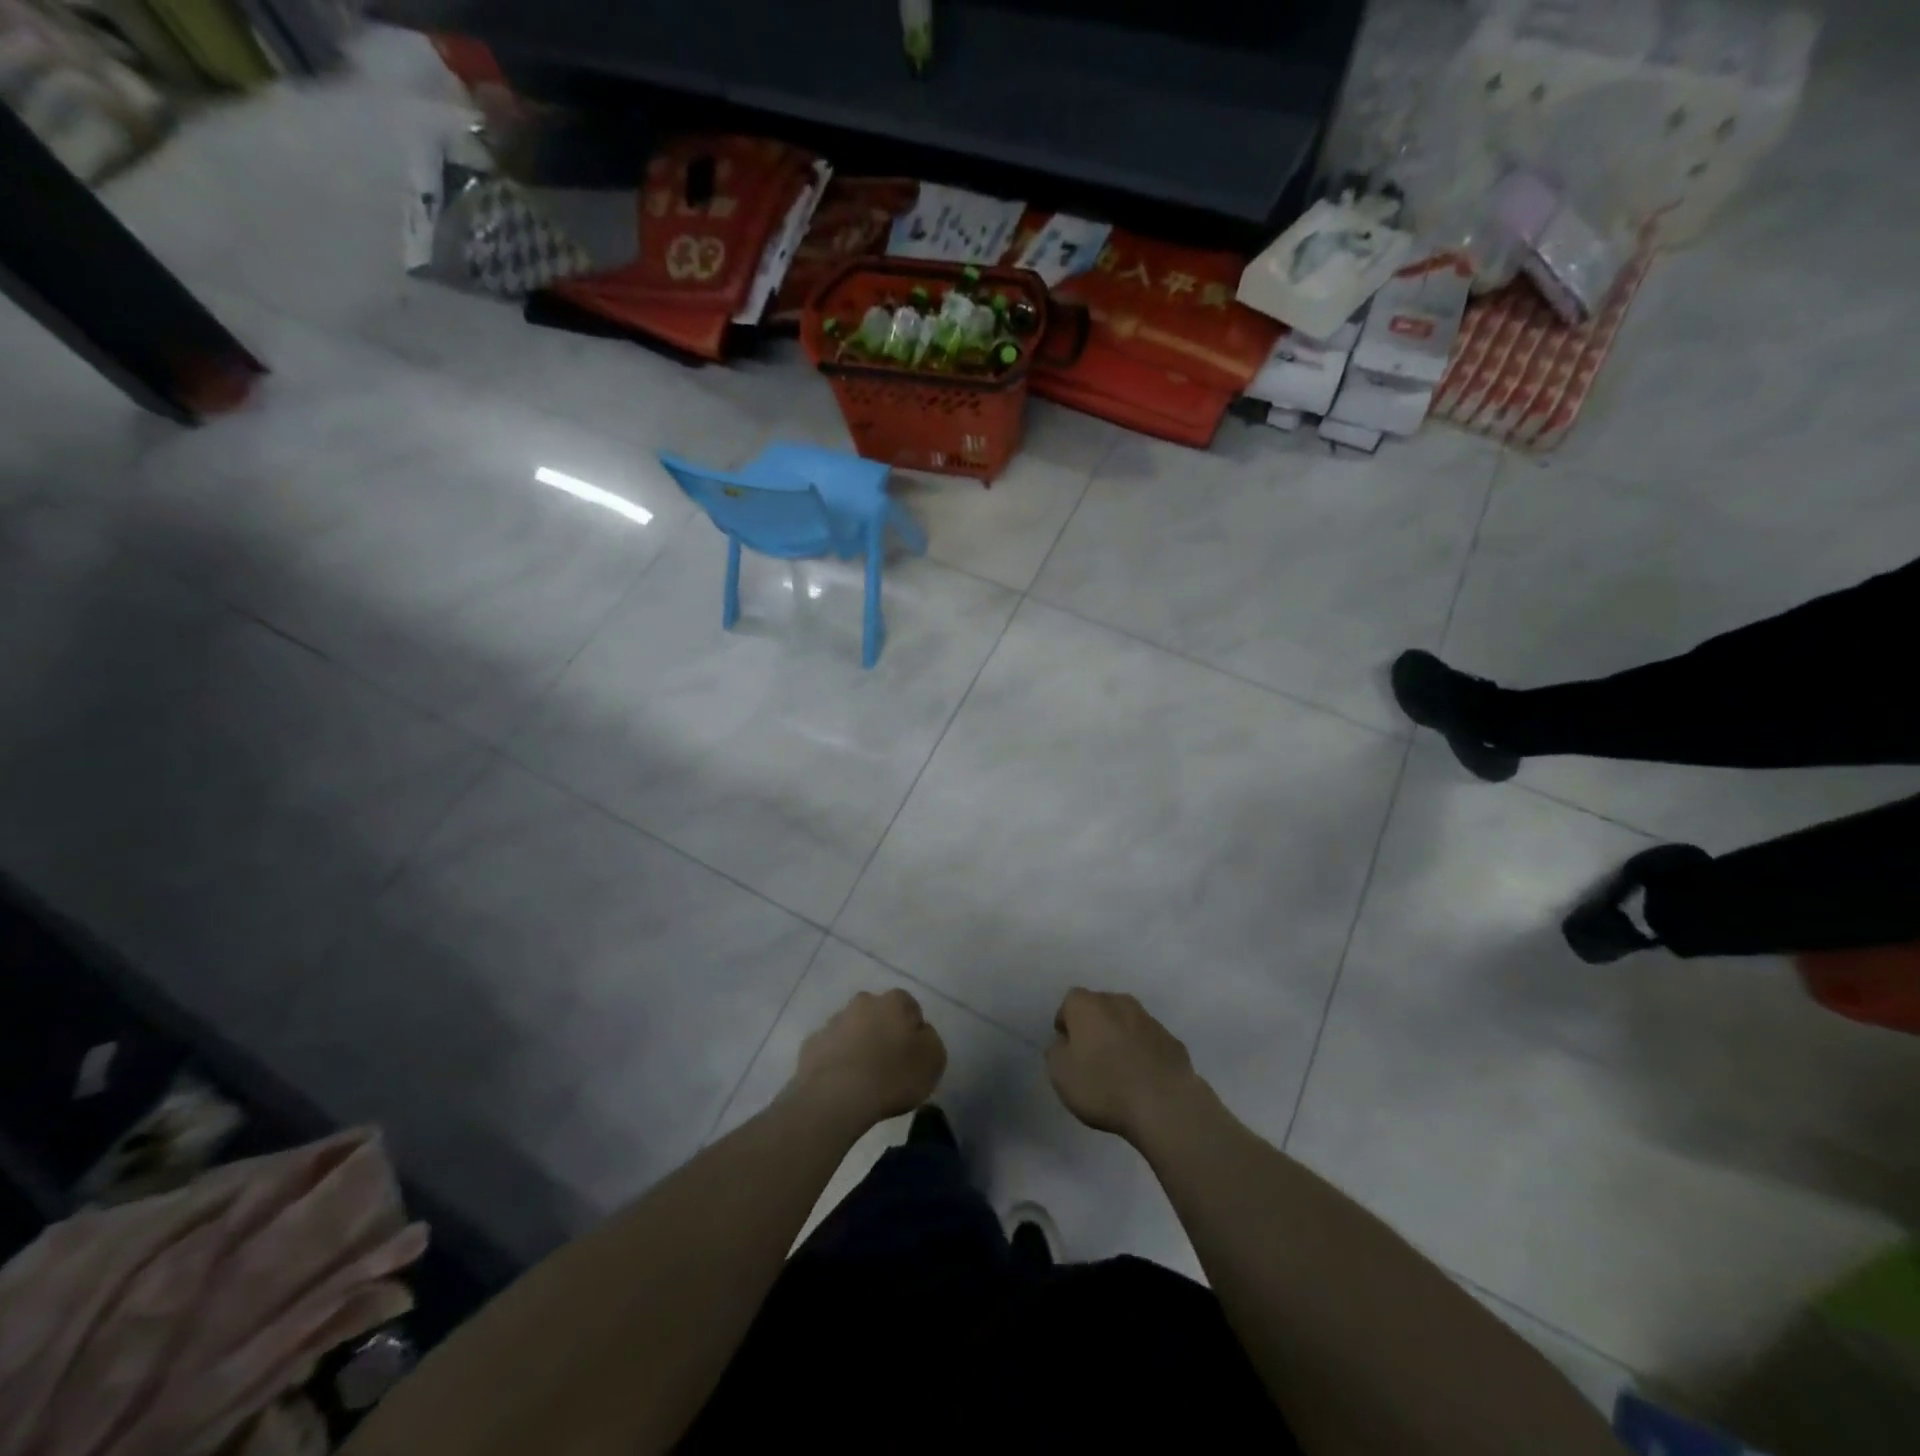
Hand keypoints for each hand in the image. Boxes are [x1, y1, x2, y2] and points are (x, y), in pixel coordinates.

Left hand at [790, 989, 946, 1128]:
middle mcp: (863, 1002)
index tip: (913, 1057)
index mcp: (895, 1001)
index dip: (914, 1032)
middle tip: (889, 1065)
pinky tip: (842, 1085)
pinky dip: (837, 1061)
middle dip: (883, 1032)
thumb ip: (930, 1039)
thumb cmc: (892, 1076)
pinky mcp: (812, 1044)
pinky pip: (831, 1049)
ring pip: (853, 1029)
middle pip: (879, 1014)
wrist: (835, 1098)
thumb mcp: (934, 1060)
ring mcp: (834, 1021)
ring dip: (859, 1045)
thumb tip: (919, 1033)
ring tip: (864, 1079)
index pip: (910, 1008)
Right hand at [1047, 989, 1200, 1142]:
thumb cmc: (1103, 1085)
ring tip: (1119, 1071)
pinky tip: (1143, 1079)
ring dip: (1120, 1038)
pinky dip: (1143, 1053)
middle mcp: (1118, 1002)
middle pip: (1100, 1008)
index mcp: (1087, 1005)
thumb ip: (1056, 1051)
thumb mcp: (1060, 1074)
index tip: (1067, 1050)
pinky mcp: (1172, 1040)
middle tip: (1091, 1058)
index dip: (1066, 1024)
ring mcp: (1149, 1019)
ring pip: (1127, 1023)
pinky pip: (1149, 1042)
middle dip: (1094, 1027)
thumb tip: (1064, 1042)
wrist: (1164, 1104)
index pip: (1069, 1002)